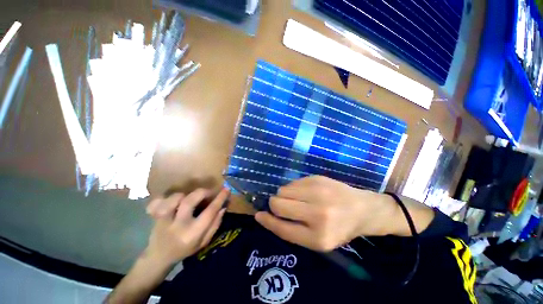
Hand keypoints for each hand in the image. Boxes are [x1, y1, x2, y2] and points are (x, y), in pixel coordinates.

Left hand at [143, 188, 228, 267]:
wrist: (158, 258)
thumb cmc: (185, 250)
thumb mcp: (204, 242)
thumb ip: (215, 225)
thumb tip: (223, 207)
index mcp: (193, 233)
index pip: (209, 212)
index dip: (219, 199)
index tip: (226, 189)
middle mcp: (178, 225)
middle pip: (189, 202)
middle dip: (203, 192)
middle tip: (209, 192)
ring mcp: (164, 220)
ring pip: (173, 200)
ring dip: (184, 195)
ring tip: (189, 198)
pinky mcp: (154, 217)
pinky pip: (156, 203)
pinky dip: (164, 199)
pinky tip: (170, 201)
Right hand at [255, 176, 399, 251]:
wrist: (362, 209)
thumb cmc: (339, 228)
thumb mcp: (317, 240)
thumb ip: (292, 230)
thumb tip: (267, 215)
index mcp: (318, 237)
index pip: (282, 228)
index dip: (267, 221)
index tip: (258, 215)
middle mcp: (317, 213)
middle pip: (278, 204)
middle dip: (275, 205)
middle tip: (284, 207)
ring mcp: (318, 192)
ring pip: (282, 190)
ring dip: (284, 196)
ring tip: (297, 199)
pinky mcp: (317, 178)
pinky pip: (292, 182)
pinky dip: (293, 188)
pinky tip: (305, 192)